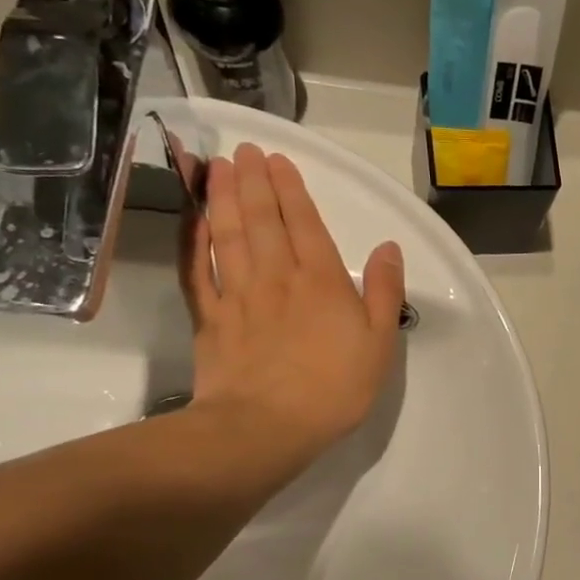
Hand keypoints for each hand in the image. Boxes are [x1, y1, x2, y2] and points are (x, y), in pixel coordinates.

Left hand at [181, 143, 405, 489]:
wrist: (265, 428)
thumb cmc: (334, 389)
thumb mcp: (380, 344)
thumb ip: (386, 292)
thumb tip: (389, 247)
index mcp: (322, 281)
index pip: (305, 223)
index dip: (291, 189)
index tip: (278, 160)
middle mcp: (278, 276)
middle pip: (262, 219)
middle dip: (253, 181)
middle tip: (244, 151)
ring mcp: (239, 295)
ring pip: (228, 234)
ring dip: (221, 197)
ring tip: (216, 167)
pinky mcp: (211, 318)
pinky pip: (198, 268)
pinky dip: (193, 240)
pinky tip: (191, 220)